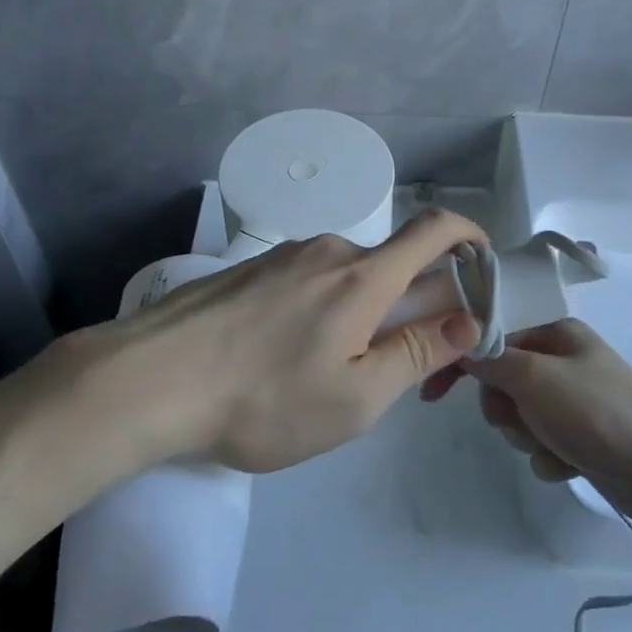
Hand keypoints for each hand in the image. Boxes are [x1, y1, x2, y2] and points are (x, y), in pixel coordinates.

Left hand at [99, 210, 486, 472]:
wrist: (148, 380)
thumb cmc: (263, 400)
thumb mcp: (356, 398)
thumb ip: (418, 354)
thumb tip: (468, 321)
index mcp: (364, 277)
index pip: (435, 231)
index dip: (469, 238)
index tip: (483, 266)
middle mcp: (330, 251)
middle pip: (394, 264)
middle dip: (415, 305)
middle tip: (403, 367)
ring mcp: (286, 257)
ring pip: (349, 278)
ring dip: (366, 313)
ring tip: (336, 374)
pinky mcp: (252, 271)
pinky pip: (310, 282)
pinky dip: (326, 310)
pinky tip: (290, 359)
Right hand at [422, 318, 631, 529]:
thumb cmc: (598, 412)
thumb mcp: (535, 378)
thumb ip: (491, 360)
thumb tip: (458, 342)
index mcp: (554, 332)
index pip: (491, 335)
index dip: (460, 360)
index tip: (431, 391)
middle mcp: (561, 360)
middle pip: (501, 381)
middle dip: (505, 408)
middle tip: (521, 420)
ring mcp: (572, 400)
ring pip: (518, 417)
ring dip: (527, 436)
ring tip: (554, 444)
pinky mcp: (580, 436)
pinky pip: (540, 444)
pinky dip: (548, 457)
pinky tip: (569, 464)